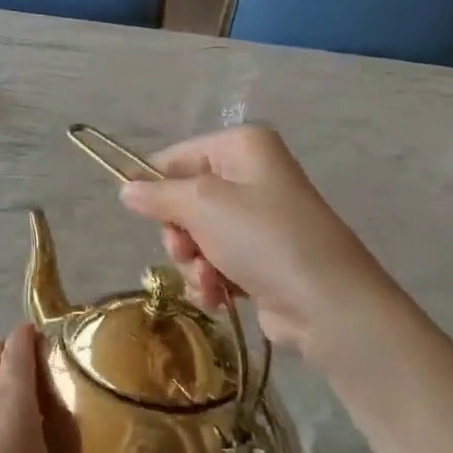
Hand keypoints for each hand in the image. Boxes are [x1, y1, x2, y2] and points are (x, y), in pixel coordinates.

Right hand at [117, 125, 405, 358]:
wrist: (327, 305)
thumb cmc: (263, 239)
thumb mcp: (201, 206)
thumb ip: (157, 195)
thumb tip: (125, 188)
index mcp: (241, 147)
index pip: (175, 158)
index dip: (155, 187)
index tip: (145, 214)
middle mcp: (251, 175)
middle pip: (184, 200)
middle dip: (179, 233)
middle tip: (186, 250)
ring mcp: (258, 219)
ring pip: (196, 236)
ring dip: (193, 262)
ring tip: (209, 280)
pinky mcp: (261, 258)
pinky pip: (216, 261)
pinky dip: (211, 279)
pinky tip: (219, 296)